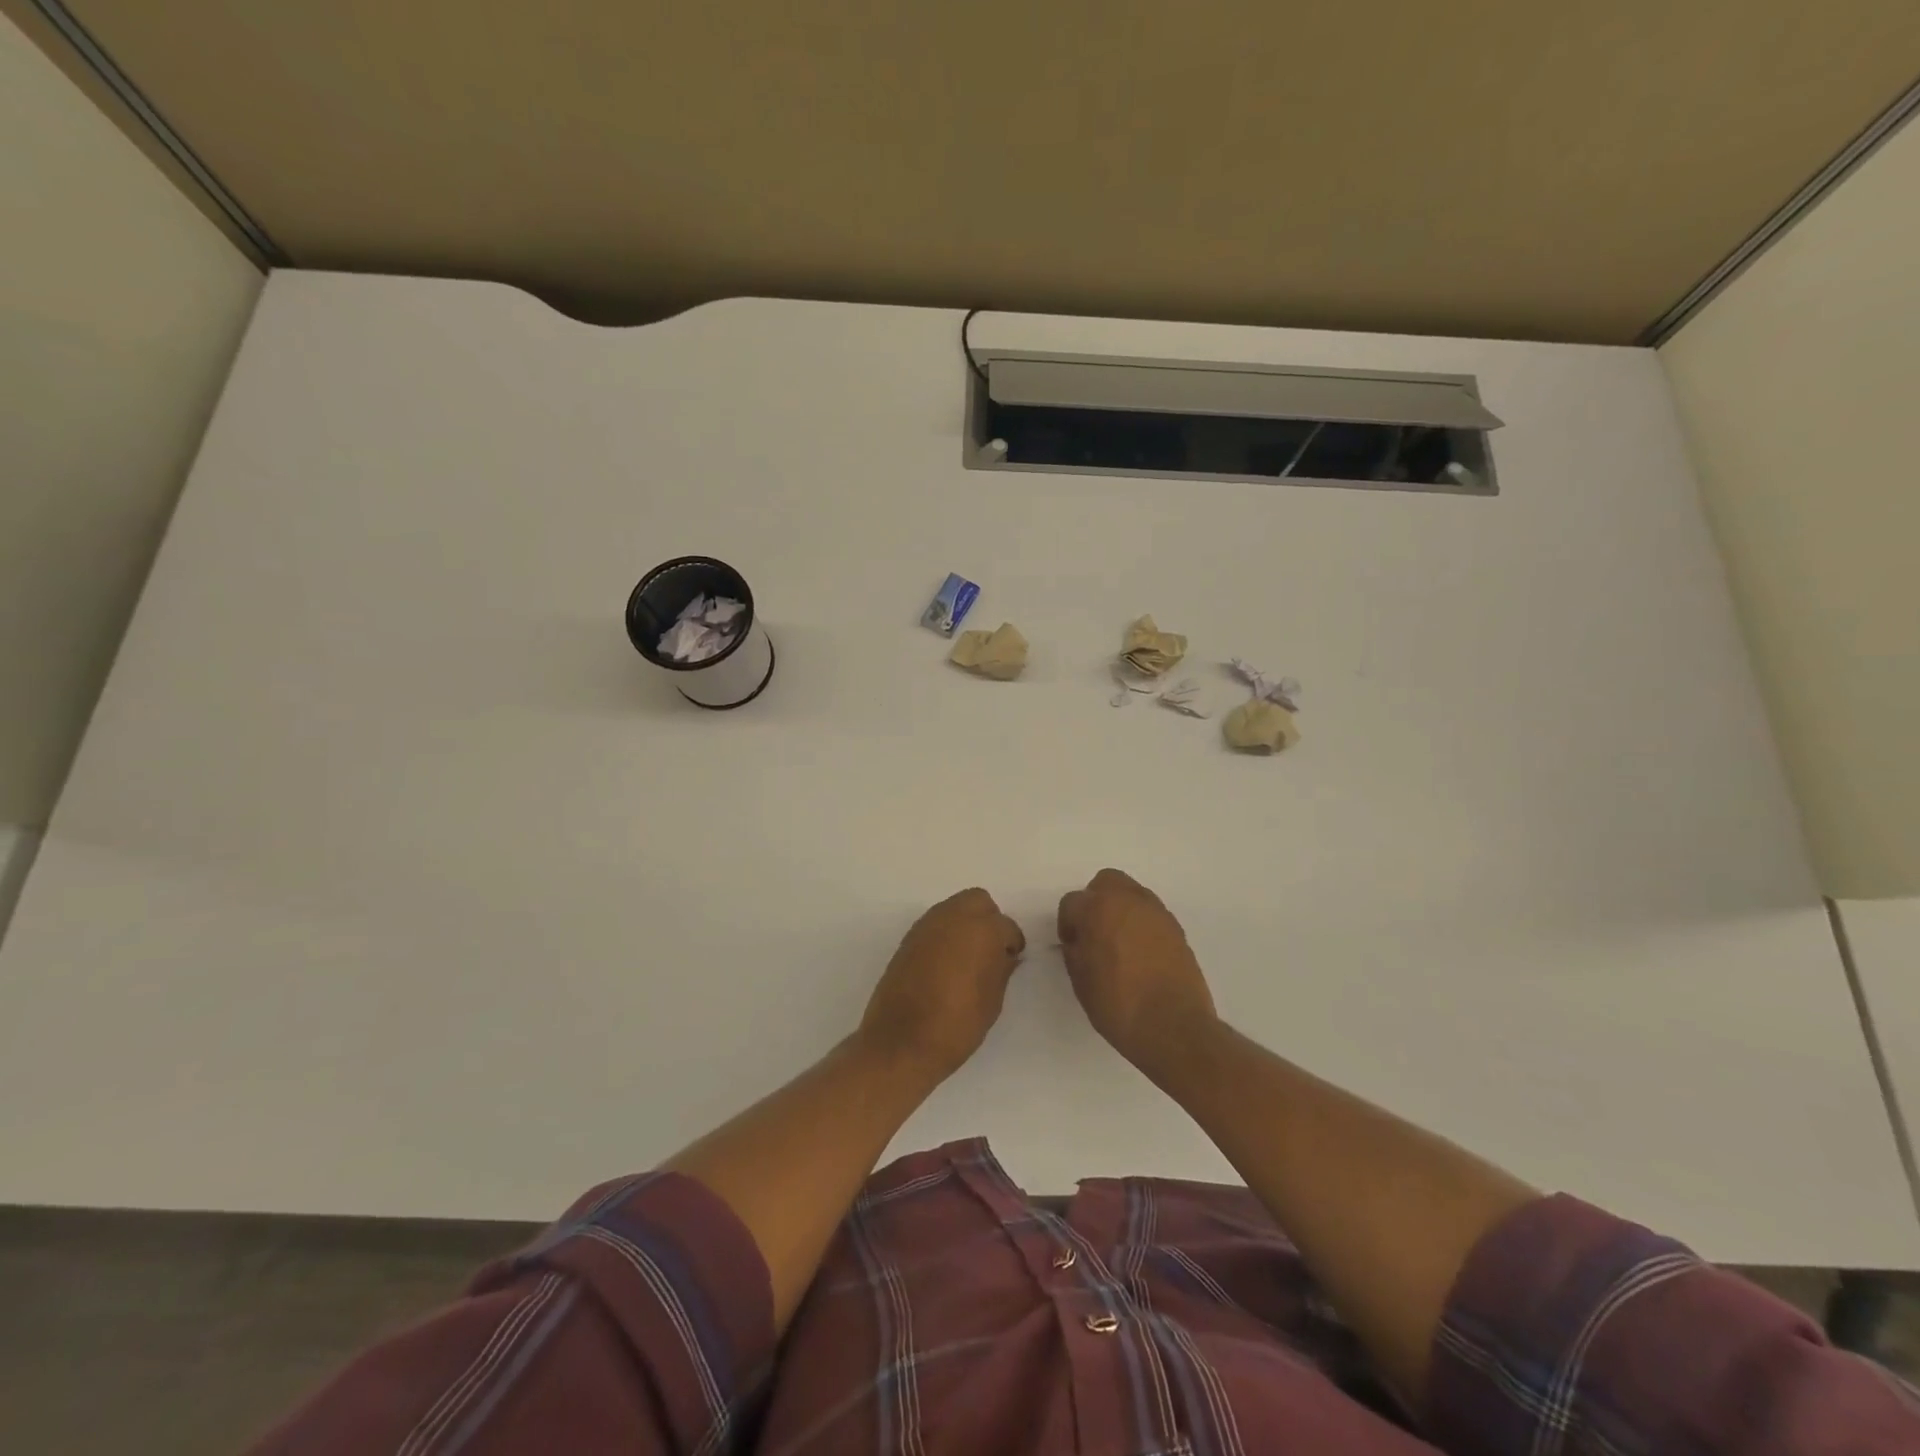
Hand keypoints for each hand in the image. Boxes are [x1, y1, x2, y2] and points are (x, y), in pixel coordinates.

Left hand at [859, 888, 1025, 1079]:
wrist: (901, 1042)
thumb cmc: (957, 1025)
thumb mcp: (992, 1001)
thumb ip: (1001, 970)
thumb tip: (1005, 955)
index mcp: (982, 930)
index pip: (1007, 926)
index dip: (1012, 944)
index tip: (1011, 960)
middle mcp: (954, 917)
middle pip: (978, 901)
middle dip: (988, 920)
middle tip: (990, 950)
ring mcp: (927, 925)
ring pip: (954, 907)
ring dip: (965, 923)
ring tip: (968, 957)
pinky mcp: (908, 938)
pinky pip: (935, 924)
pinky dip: (945, 934)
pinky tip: (946, 963)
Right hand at [1058, 869, 1218, 1077]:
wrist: (1173, 1026)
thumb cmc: (1117, 1004)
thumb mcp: (1081, 981)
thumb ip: (1075, 951)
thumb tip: (1079, 942)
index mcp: (1097, 909)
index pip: (1072, 903)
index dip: (1068, 925)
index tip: (1073, 947)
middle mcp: (1128, 900)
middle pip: (1105, 883)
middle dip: (1095, 902)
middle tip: (1094, 932)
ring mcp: (1156, 912)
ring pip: (1132, 894)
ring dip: (1121, 910)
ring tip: (1120, 943)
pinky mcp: (1176, 927)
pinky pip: (1151, 914)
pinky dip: (1142, 924)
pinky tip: (1141, 953)